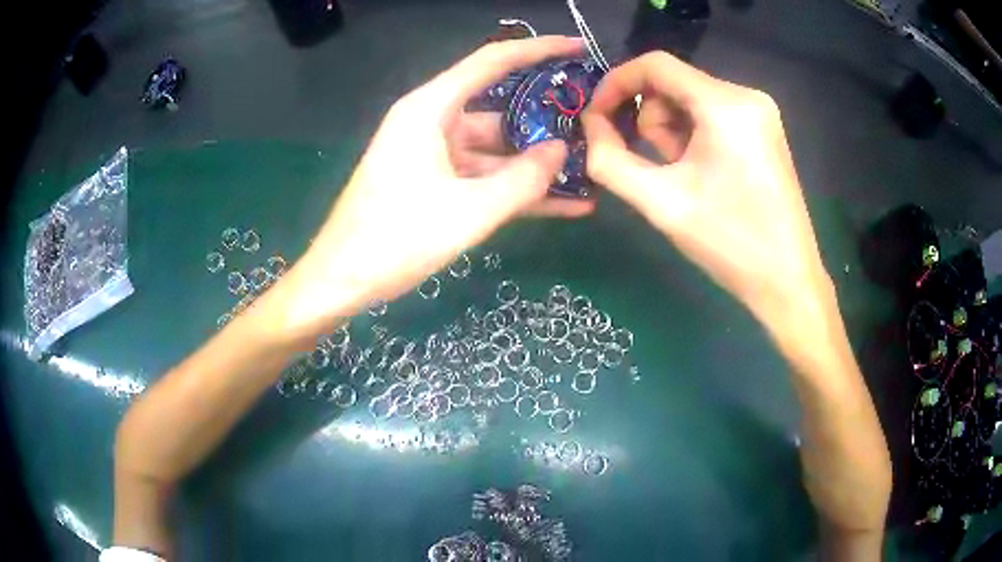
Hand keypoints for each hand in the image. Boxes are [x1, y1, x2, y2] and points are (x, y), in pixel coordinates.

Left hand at [273, 36, 592, 342]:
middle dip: (546, 121)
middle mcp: (431, 120)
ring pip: (494, 149)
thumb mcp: (470, 211)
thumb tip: (562, 151)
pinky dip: (513, 187)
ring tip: (587, 175)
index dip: (539, 50)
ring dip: (535, 165)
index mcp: (430, 108)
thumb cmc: (396, 239)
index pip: (493, 61)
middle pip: (499, 108)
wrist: (341, 280)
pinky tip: (561, 204)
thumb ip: (524, 180)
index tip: (578, 48)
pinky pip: (481, 175)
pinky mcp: (431, 181)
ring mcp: (431, 152)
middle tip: (594, 129)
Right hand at [582, 52, 832, 341]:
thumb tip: (590, 125)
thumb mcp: (661, 202)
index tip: (596, 118)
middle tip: (660, 168)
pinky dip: (693, 136)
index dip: (616, 84)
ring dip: (673, 132)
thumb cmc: (729, 243)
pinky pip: (712, 114)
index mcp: (725, 104)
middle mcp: (746, 95)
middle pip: (672, 83)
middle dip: (652, 120)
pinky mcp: (763, 129)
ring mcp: (760, 112)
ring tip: (685, 177)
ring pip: (690, 99)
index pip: (655, 65)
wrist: (786, 281)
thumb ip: (610, 159)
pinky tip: (702, 173)